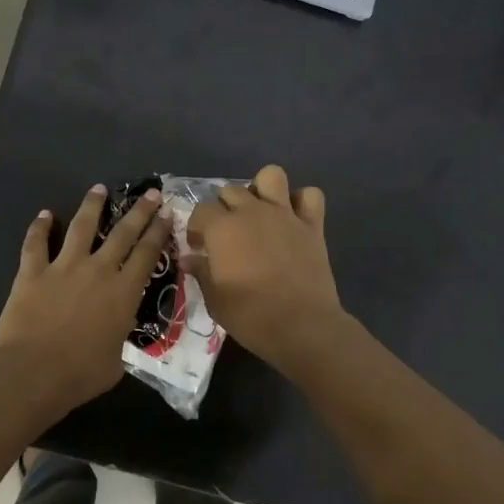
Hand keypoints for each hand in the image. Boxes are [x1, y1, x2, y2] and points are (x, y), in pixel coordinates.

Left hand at [0, 184, 170, 415]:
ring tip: (99, 188)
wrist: (32, 373)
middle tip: (151, 193)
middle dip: (139, 211)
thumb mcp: (116, 361)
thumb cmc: (80, 375)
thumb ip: (119, 338)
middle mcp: (98, 270)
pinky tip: (44, 214)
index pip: (148, 254)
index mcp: (124, 292)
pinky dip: (39, 227)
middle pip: (123, 232)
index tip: (167, 214)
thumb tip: (115, 333)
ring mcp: (63, 267)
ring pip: (81, 226)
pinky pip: (35, 243)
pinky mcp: (32, 272)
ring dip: (92, 205)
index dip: (159, 232)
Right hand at [185, 165, 344, 367]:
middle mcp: (252, 212)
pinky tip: (293, 218)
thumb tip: (190, 259)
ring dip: (262, 189)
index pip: (200, 211)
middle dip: (223, 208)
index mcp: (223, 228)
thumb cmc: (251, 316)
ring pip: (271, 176)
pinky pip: (310, 196)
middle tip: (225, 234)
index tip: (198, 247)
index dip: (196, 228)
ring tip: (259, 213)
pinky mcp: (312, 225)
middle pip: (230, 191)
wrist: (302, 326)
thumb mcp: (215, 300)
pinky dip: (301, 202)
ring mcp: (285, 215)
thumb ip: (202, 273)